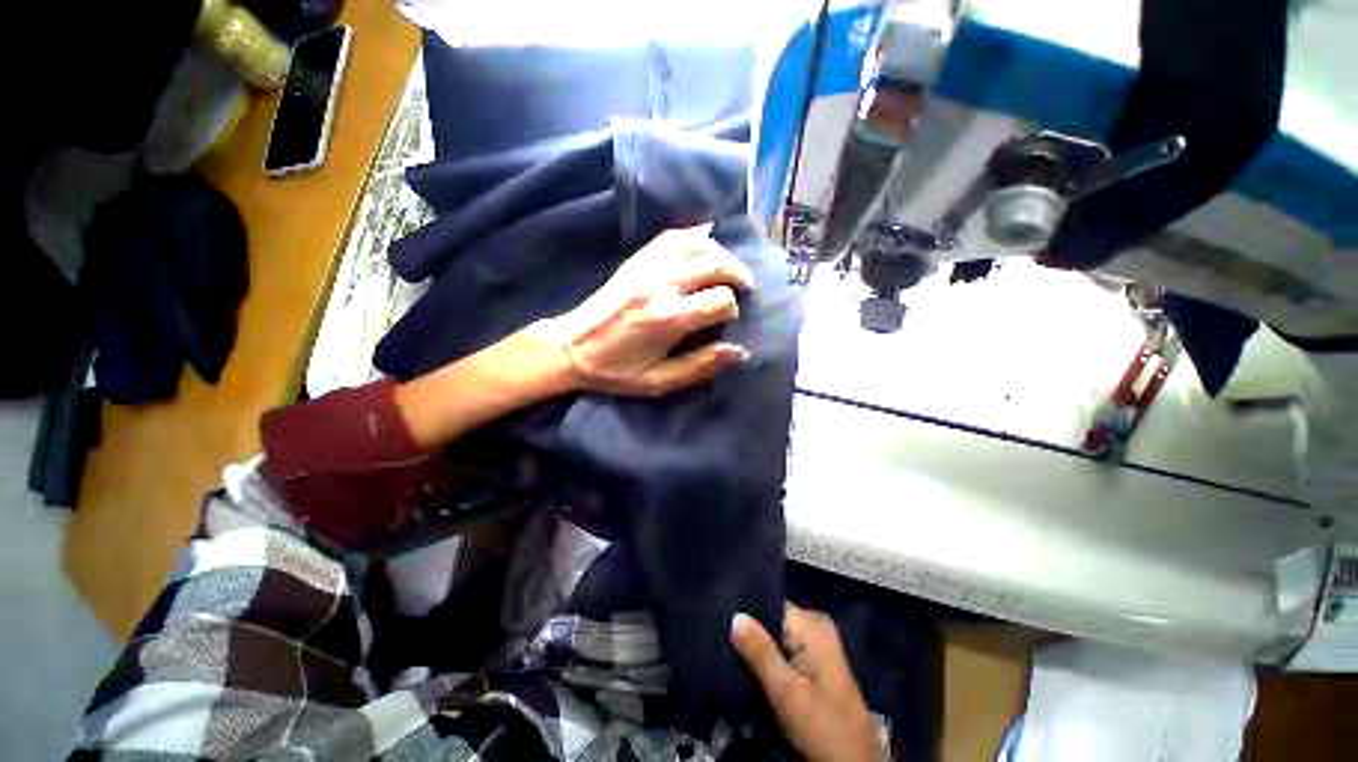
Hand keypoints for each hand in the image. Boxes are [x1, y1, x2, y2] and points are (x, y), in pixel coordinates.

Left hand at [531, 225, 754, 396]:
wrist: (570, 347)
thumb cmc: (615, 370)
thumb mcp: (659, 381)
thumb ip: (700, 366)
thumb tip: (740, 352)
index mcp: (668, 318)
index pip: (720, 300)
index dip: (732, 309)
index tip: (729, 319)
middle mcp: (661, 285)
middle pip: (714, 264)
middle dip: (737, 274)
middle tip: (745, 286)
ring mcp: (647, 267)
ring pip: (696, 243)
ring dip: (721, 252)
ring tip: (729, 267)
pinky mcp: (636, 261)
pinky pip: (671, 236)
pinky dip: (694, 235)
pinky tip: (706, 241)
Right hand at [731, 605, 882, 761]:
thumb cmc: (823, 726)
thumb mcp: (787, 692)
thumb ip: (760, 651)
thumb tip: (735, 615)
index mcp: (812, 624)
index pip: (768, 602)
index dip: (744, 612)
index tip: (719, 621)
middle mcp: (814, 626)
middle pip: (770, 619)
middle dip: (748, 633)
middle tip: (721, 644)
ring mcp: (815, 645)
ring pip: (773, 637)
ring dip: (755, 650)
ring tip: (729, 656)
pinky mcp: (812, 664)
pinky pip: (781, 651)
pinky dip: (766, 661)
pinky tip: (748, 669)